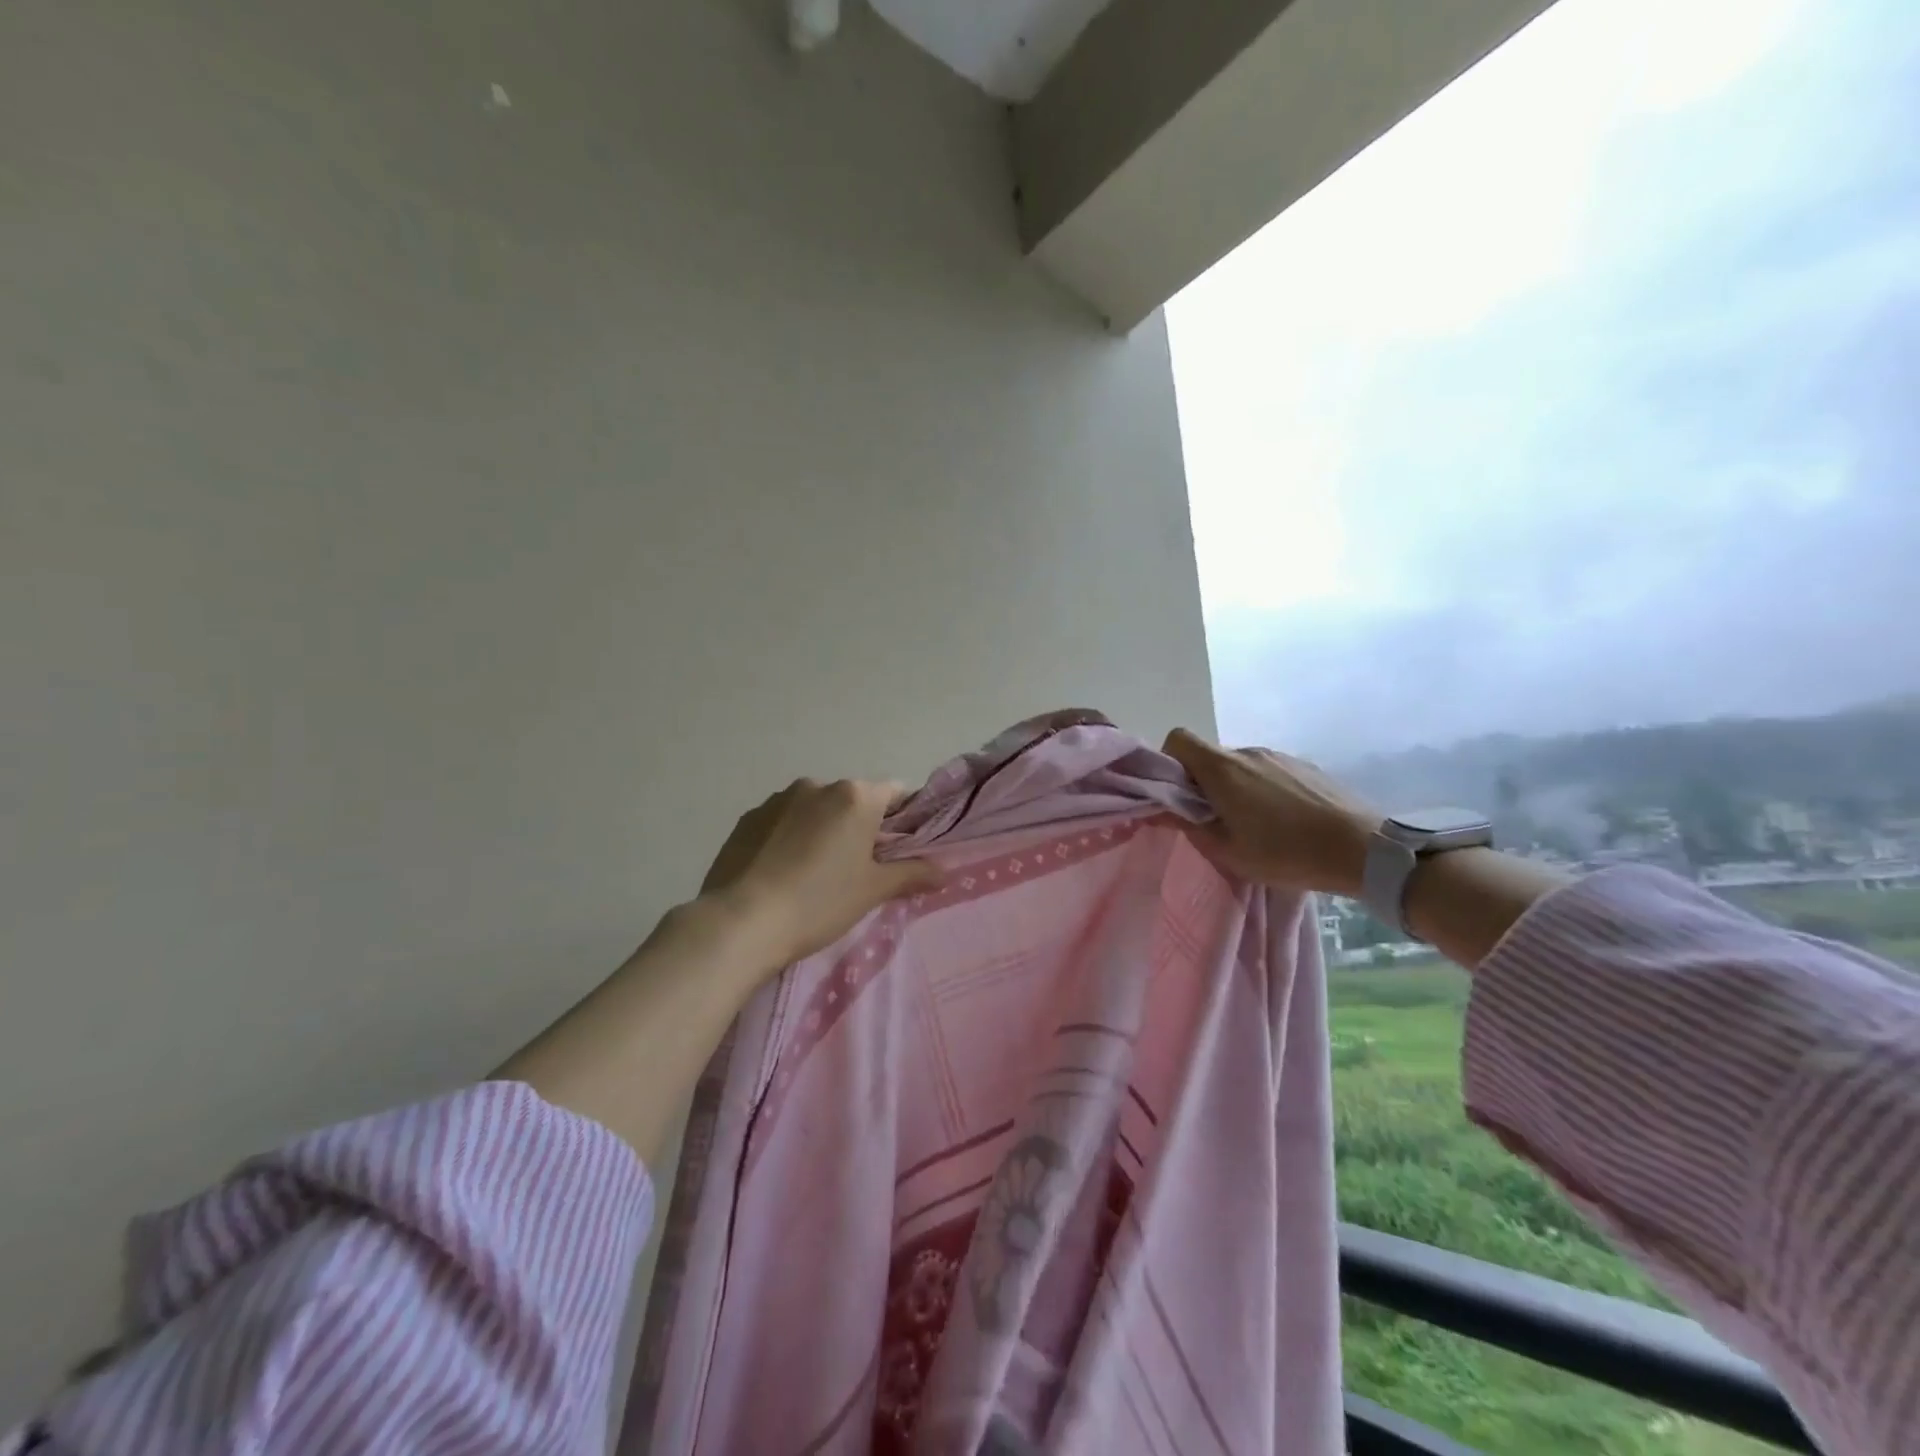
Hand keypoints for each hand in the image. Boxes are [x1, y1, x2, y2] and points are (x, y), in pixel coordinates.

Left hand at [697, 778, 941, 968]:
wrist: (740, 922)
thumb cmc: (819, 902)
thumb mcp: (872, 891)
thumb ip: (912, 874)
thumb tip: (944, 871)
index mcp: (855, 797)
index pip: (895, 793)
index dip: (904, 820)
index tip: (900, 850)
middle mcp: (817, 786)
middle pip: (853, 801)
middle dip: (860, 828)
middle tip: (857, 870)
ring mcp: (777, 799)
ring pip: (815, 810)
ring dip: (822, 831)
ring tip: (813, 875)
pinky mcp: (747, 818)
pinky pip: (782, 822)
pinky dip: (789, 838)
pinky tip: (782, 874)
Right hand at [1162, 728, 1381, 895]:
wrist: (1362, 849)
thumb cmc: (1286, 853)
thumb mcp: (1227, 851)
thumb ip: (1188, 825)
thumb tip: (1159, 809)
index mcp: (1222, 768)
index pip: (1178, 739)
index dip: (1169, 762)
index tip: (1177, 794)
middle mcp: (1247, 752)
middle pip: (1208, 756)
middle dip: (1202, 783)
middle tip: (1214, 820)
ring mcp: (1278, 755)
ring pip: (1238, 766)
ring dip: (1234, 788)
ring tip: (1254, 824)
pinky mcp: (1303, 765)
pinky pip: (1267, 770)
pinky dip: (1261, 789)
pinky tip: (1283, 820)